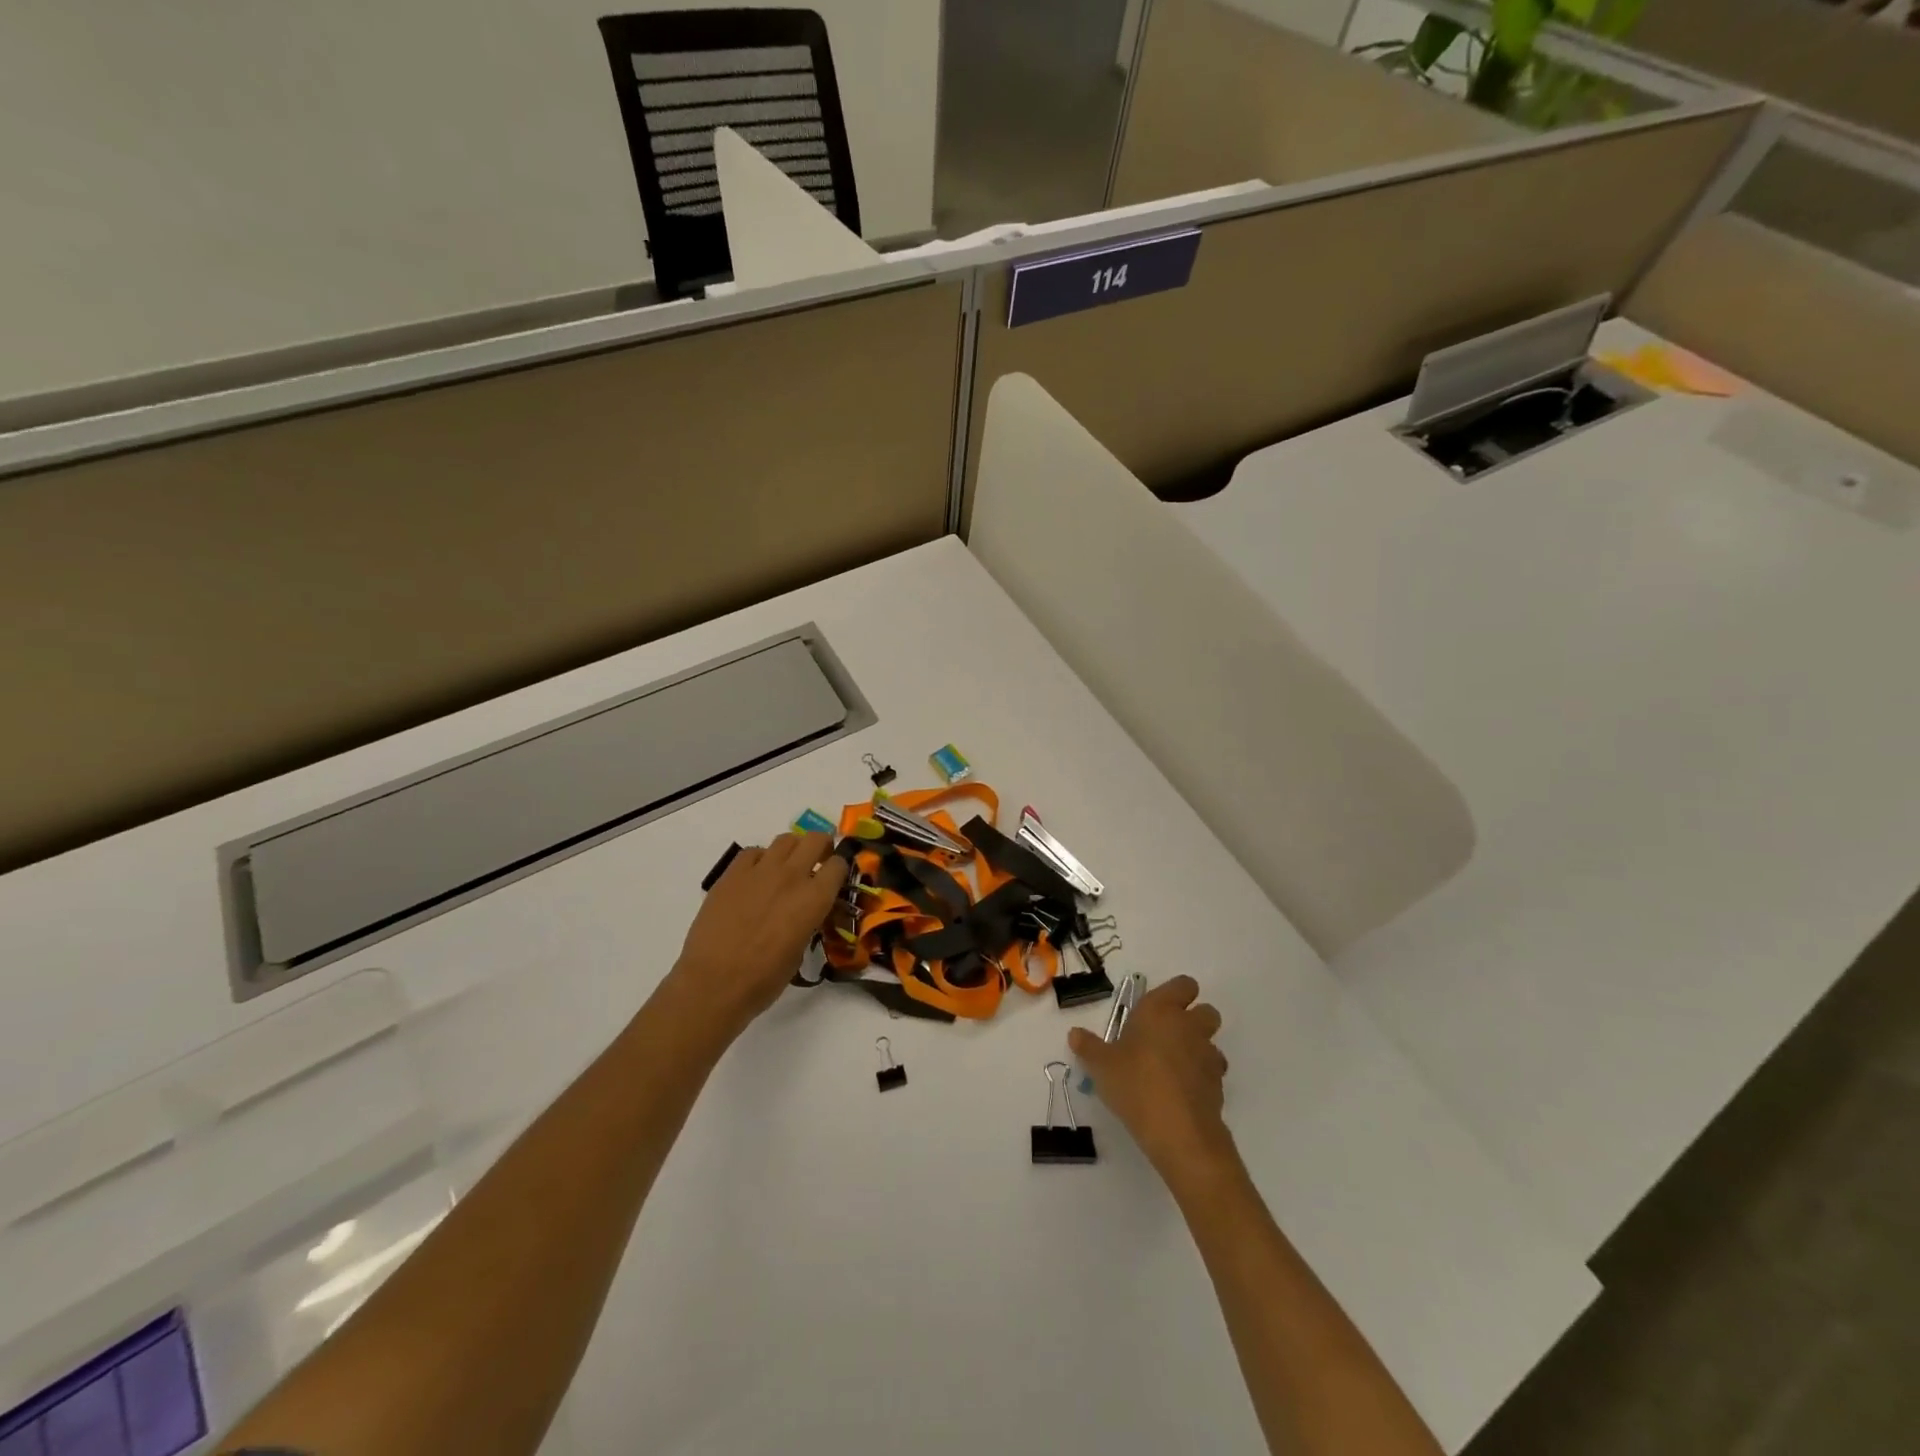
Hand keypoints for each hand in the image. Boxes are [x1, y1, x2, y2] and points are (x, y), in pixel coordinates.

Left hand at [666, 831, 848, 1041]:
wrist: (713, 983)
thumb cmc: (763, 980)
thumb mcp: (800, 952)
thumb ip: (808, 923)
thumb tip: (804, 914)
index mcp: (814, 899)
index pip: (838, 865)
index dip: (839, 869)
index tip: (834, 879)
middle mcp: (791, 876)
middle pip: (815, 839)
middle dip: (821, 847)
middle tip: (817, 862)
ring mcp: (759, 871)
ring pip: (785, 839)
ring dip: (792, 850)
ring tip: (787, 867)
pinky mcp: (731, 874)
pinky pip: (752, 852)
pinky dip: (760, 859)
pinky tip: (756, 878)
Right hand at [1069, 975, 1234, 1183]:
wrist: (1179, 1131)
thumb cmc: (1135, 1084)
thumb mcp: (1101, 1066)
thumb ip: (1088, 1047)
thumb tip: (1074, 1033)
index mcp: (1161, 1010)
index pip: (1183, 985)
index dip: (1177, 993)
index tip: (1159, 1009)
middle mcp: (1189, 1026)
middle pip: (1207, 1010)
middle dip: (1193, 1019)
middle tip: (1166, 1037)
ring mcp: (1208, 1055)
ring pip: (1211, 1042)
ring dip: (1199, 1049)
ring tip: (1174, 1068)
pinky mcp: (1218, 1085)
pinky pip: (1212, 1072)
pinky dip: (1201, 1077)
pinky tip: (1181, 1093)